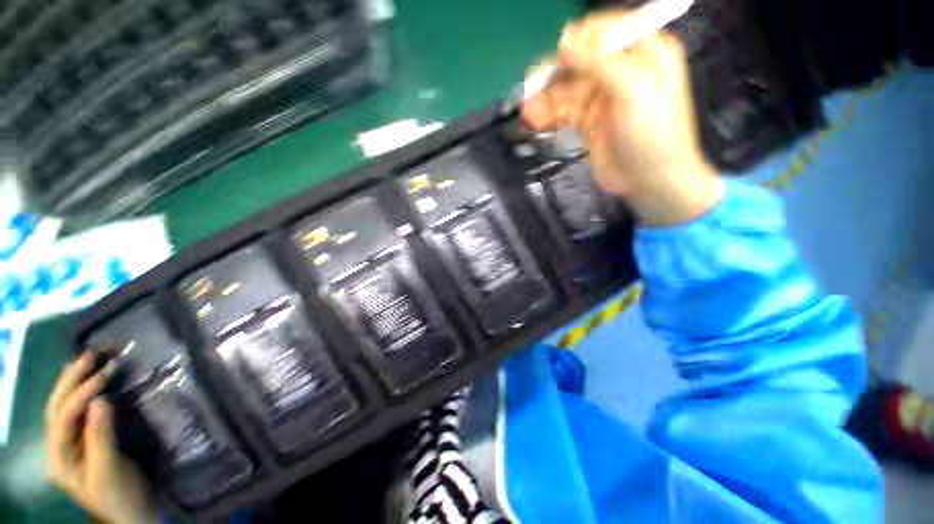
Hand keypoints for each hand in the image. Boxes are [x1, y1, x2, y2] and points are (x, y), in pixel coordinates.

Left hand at [46, 352, 156, 523]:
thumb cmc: (119, 494)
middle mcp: (58, 445)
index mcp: (59, 456)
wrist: (131, 512)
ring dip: (75, 380)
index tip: (104, 374)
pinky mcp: (84, 438)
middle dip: (71, 379)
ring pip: (64, 405)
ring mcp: (70, 442)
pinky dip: (83, 390)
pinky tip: (89, 379)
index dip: (81, 394)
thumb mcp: (110, 470)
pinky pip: (78, 410)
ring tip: (90, 358)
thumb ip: (101, 437)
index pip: (63, 417)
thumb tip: (101, 400)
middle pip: (57, 406)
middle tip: (92, 354)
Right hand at [523, 9, 722, 225]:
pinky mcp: (588, 120)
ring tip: (527, 110)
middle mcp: (621, 70)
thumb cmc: (653, 134)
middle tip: (531, 85)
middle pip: (580, 61)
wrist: (649, 180)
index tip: (560, 56)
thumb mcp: (635, 89)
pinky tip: (533, 119)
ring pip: (566, 88)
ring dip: (545, 98)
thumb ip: (601, 61)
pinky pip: (563, 111)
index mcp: (643, 52)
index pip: (605, 31)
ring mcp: (602, 97)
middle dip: (555, 72)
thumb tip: (566, 40)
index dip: (580, 40)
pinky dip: (547, 114)